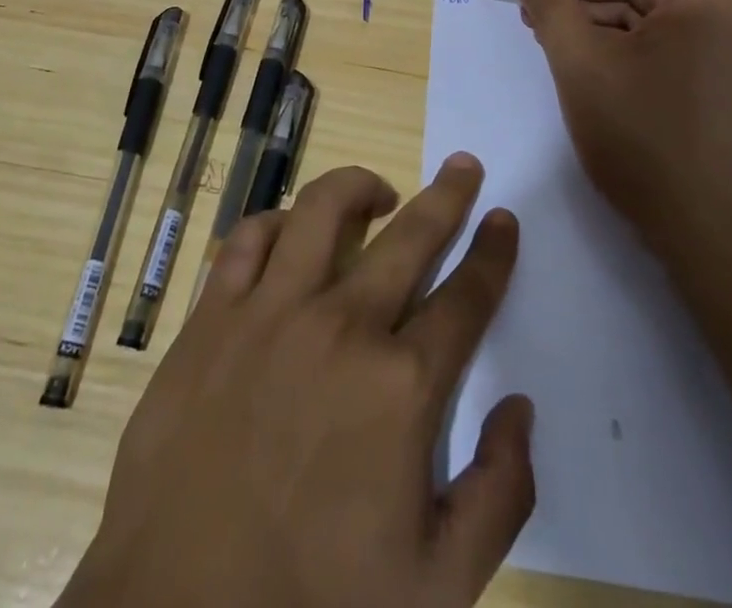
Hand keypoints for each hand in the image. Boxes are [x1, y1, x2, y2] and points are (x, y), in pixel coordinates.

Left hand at [60, 157, 533, 607]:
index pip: (466, 299)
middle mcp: (341, 326)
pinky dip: (276, 221)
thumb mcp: (438, 586)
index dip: (492, 254)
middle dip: (448, 196)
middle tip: (464, 166)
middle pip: (410, 236)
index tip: (503, 219)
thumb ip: (499, 493)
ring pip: (323, 210)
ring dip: (359, 187)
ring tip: (379, 192)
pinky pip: (248, 239)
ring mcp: (270, 312)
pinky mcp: (212, 315)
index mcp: (401, 387)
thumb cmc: (315, 606)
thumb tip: (519, 407)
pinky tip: (290, 230)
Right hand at [508, 0, 731, 277]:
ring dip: (599, 18)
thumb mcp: (582, 65)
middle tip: (537, 12)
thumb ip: (550, 7)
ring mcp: (728, 55)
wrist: (711, 236)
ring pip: (652, 14)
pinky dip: (623, 46)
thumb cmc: (644, 139)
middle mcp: (726, 17)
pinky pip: (665, 45)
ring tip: (552, 41)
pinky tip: (586, 67)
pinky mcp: (720, 87)